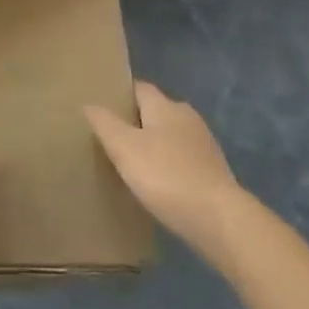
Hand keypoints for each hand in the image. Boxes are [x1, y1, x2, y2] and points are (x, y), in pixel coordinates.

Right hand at [86, 82, 239, 250]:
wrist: (220, 221)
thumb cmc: (167, 176)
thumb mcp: (124, 148)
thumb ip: (104, 123)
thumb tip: (88, 103)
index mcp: (165, 106)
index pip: (139, 88)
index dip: (120, 95)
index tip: (102, 107)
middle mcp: (187, 117)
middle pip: (156, 111)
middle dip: (136, 121)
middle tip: (112, 137)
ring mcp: (204, 144)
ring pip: (171, 136)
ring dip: (154, 145)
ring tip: (133, 163)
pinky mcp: (214, 172)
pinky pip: (183, 159)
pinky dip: (170, 166)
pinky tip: (159, 185)